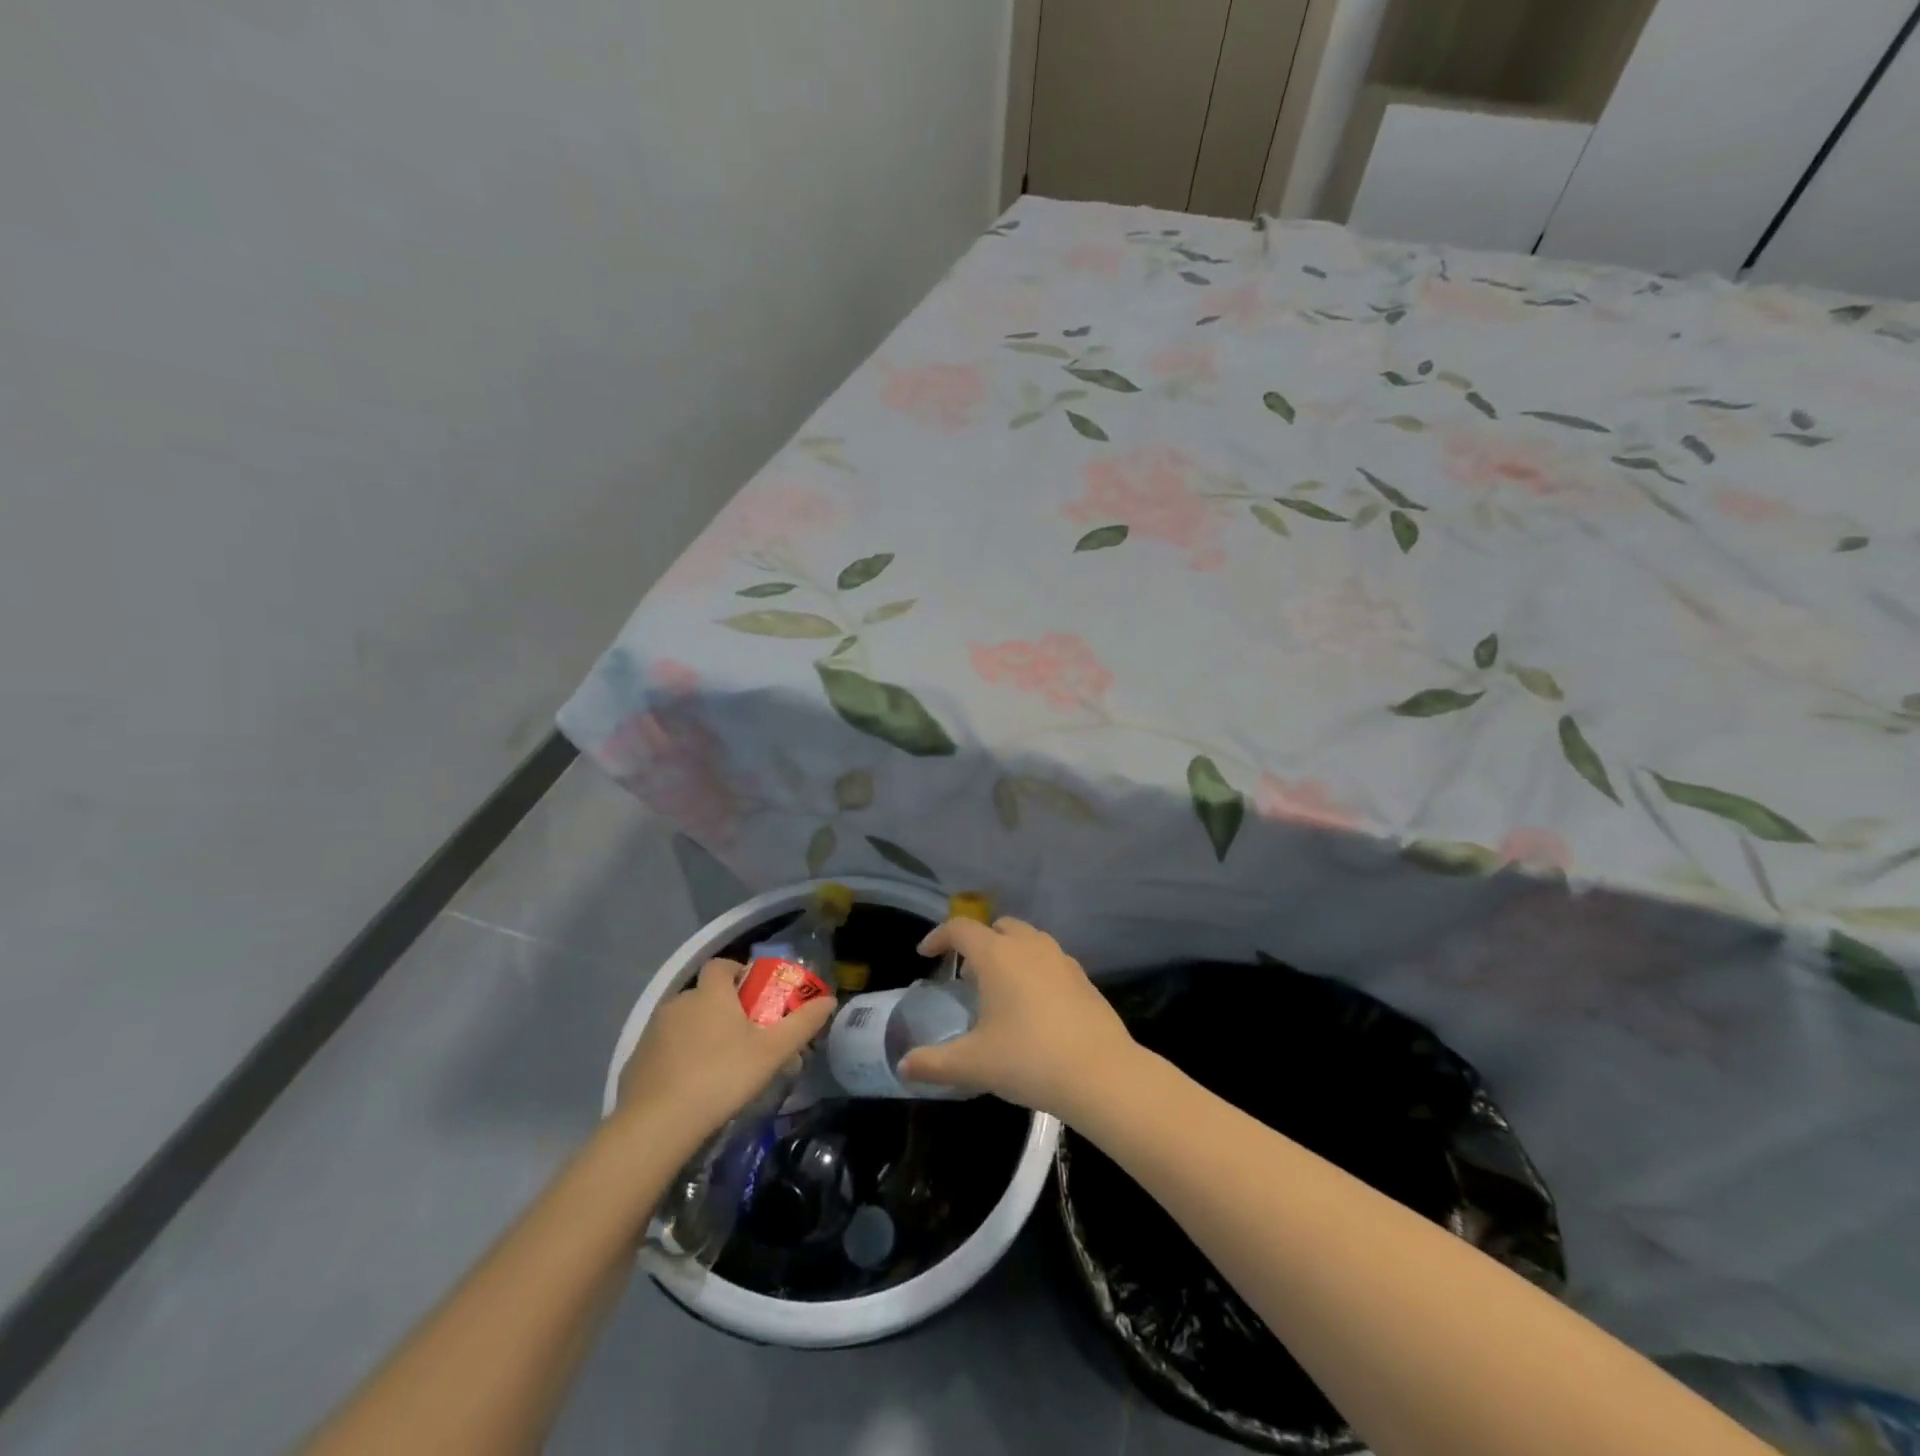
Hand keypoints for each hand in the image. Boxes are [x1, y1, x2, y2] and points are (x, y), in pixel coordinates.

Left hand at [614, 959, 834, 1150]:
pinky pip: (664, 1048)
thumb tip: (829, 1000)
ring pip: (684, 1022)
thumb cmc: (721, 1076)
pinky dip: (678, 1057)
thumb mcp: (772, 1052)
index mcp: (710, 993)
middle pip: (705, 994)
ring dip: (700, 1033)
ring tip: (720, 1065)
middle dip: (724, 1009)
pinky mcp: (636, 1060)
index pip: (722, 965)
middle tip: (745, 1037)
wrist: (656, 1125)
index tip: (755, 996)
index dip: (739, 973)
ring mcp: (653, 1031)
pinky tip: (691, 1086)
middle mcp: (679, 1002)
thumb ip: (802, 1024)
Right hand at [896, 917, 1138, 1119]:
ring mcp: (1061, 959)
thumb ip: (934, 1063)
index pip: (960, 929)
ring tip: (998, 989)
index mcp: (997, 955)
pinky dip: (1033, 969)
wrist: (1101, 1073)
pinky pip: (1049, 960)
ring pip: (1027, 940)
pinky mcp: (1083, 978)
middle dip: (978, 943)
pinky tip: (1033, 1006)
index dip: (938, 937)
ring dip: (1008, 953)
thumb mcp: (973, 1064)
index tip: (925, 954)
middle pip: (998, 927)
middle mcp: (1029, 946)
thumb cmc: (1028, 1058)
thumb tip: (904, 1066)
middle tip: (966, 975)